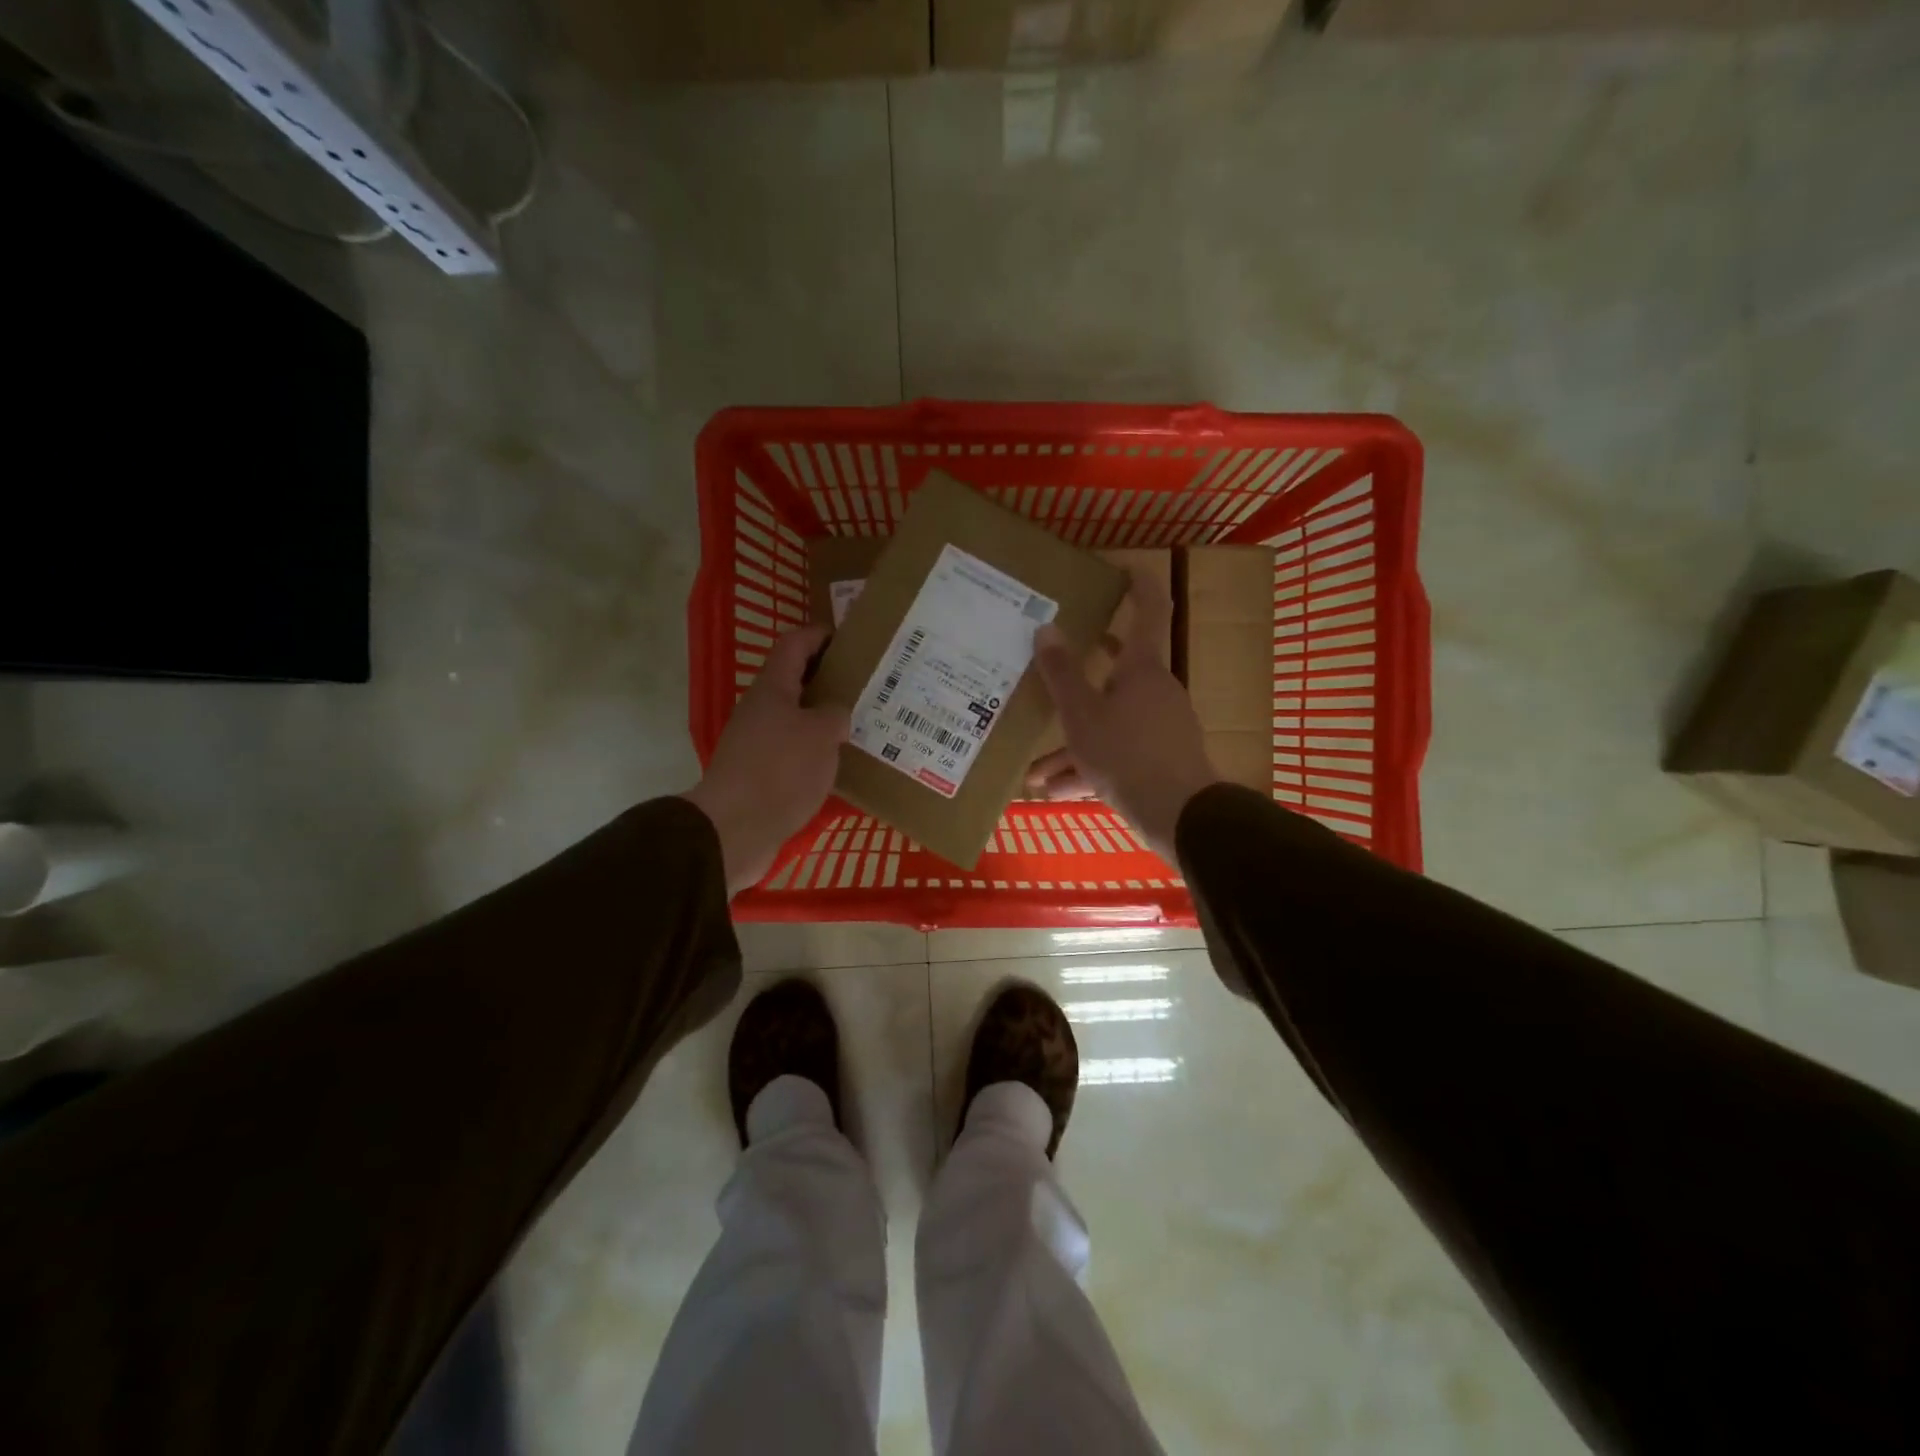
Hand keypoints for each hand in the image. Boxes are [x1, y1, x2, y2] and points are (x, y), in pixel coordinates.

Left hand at [685, 626, 848, 894]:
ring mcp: (759, 744)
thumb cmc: (780, 770)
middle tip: (867, 684)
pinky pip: (796, 752)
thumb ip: (835, 715)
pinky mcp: (762, 775)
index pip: (794, 645)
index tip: (849, 638)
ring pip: (798, 719)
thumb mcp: (820, 735)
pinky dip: (818, 751)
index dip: (819, 635)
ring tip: (863, 724)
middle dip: (829, 679)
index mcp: (772, 689)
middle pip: (796, 682)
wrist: (735, 829)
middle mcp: (762, 711)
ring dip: (826, 718)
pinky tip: (844, 764)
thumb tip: (836, 715)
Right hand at [1028, 569, 1220, 862]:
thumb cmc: (1126, 753)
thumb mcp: (1081, 715)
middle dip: (1081, 675)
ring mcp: (1160, 727)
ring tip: (1035, 770)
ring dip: (1072, 742)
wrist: (1178, 815)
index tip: (1126, 568)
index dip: (1140, 586)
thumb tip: (1045, 627)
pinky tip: (1057, 791)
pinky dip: (1088, 766)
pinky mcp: (1159, 760)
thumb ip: (1061, 673)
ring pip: (1109, 722)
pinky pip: (1117, 753)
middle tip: (1059, 659)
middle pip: (1117, 672)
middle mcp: (1154, 691)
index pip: (1149, 610)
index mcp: (1141, 669)